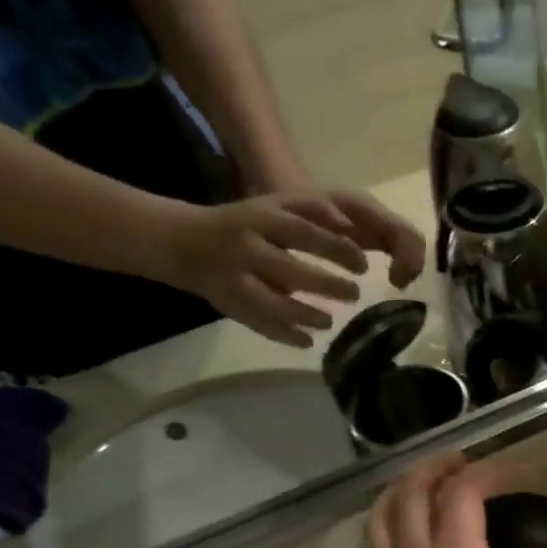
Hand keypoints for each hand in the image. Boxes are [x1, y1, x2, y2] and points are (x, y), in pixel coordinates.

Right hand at [159, 190, 427, 347]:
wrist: (183, 243)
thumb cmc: (243, 223)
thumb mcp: (272, 205)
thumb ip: (311, 210)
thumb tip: (350, 225)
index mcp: (260, 219)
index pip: (305, 234)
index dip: (337, 250)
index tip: (363, 265)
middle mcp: (246, 248)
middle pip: (290, 270)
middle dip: (327, 285)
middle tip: (354, 294)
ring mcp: (235, 279)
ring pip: (273, 303)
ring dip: (306, 315)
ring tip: (329, 322)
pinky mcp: (229, 305)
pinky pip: (258, 324)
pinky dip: (284, 335)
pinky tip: (307, 341)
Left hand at [368, 454, 546, 547]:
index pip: (462, 493)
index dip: (484, 473)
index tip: (507, 474)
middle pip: (412, 491)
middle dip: (435, 468)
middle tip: (460, 462)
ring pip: (384, 514)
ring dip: (403, 488)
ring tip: (424, 484)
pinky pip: (376, 542)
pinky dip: (388, 520)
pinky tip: (403, 531)